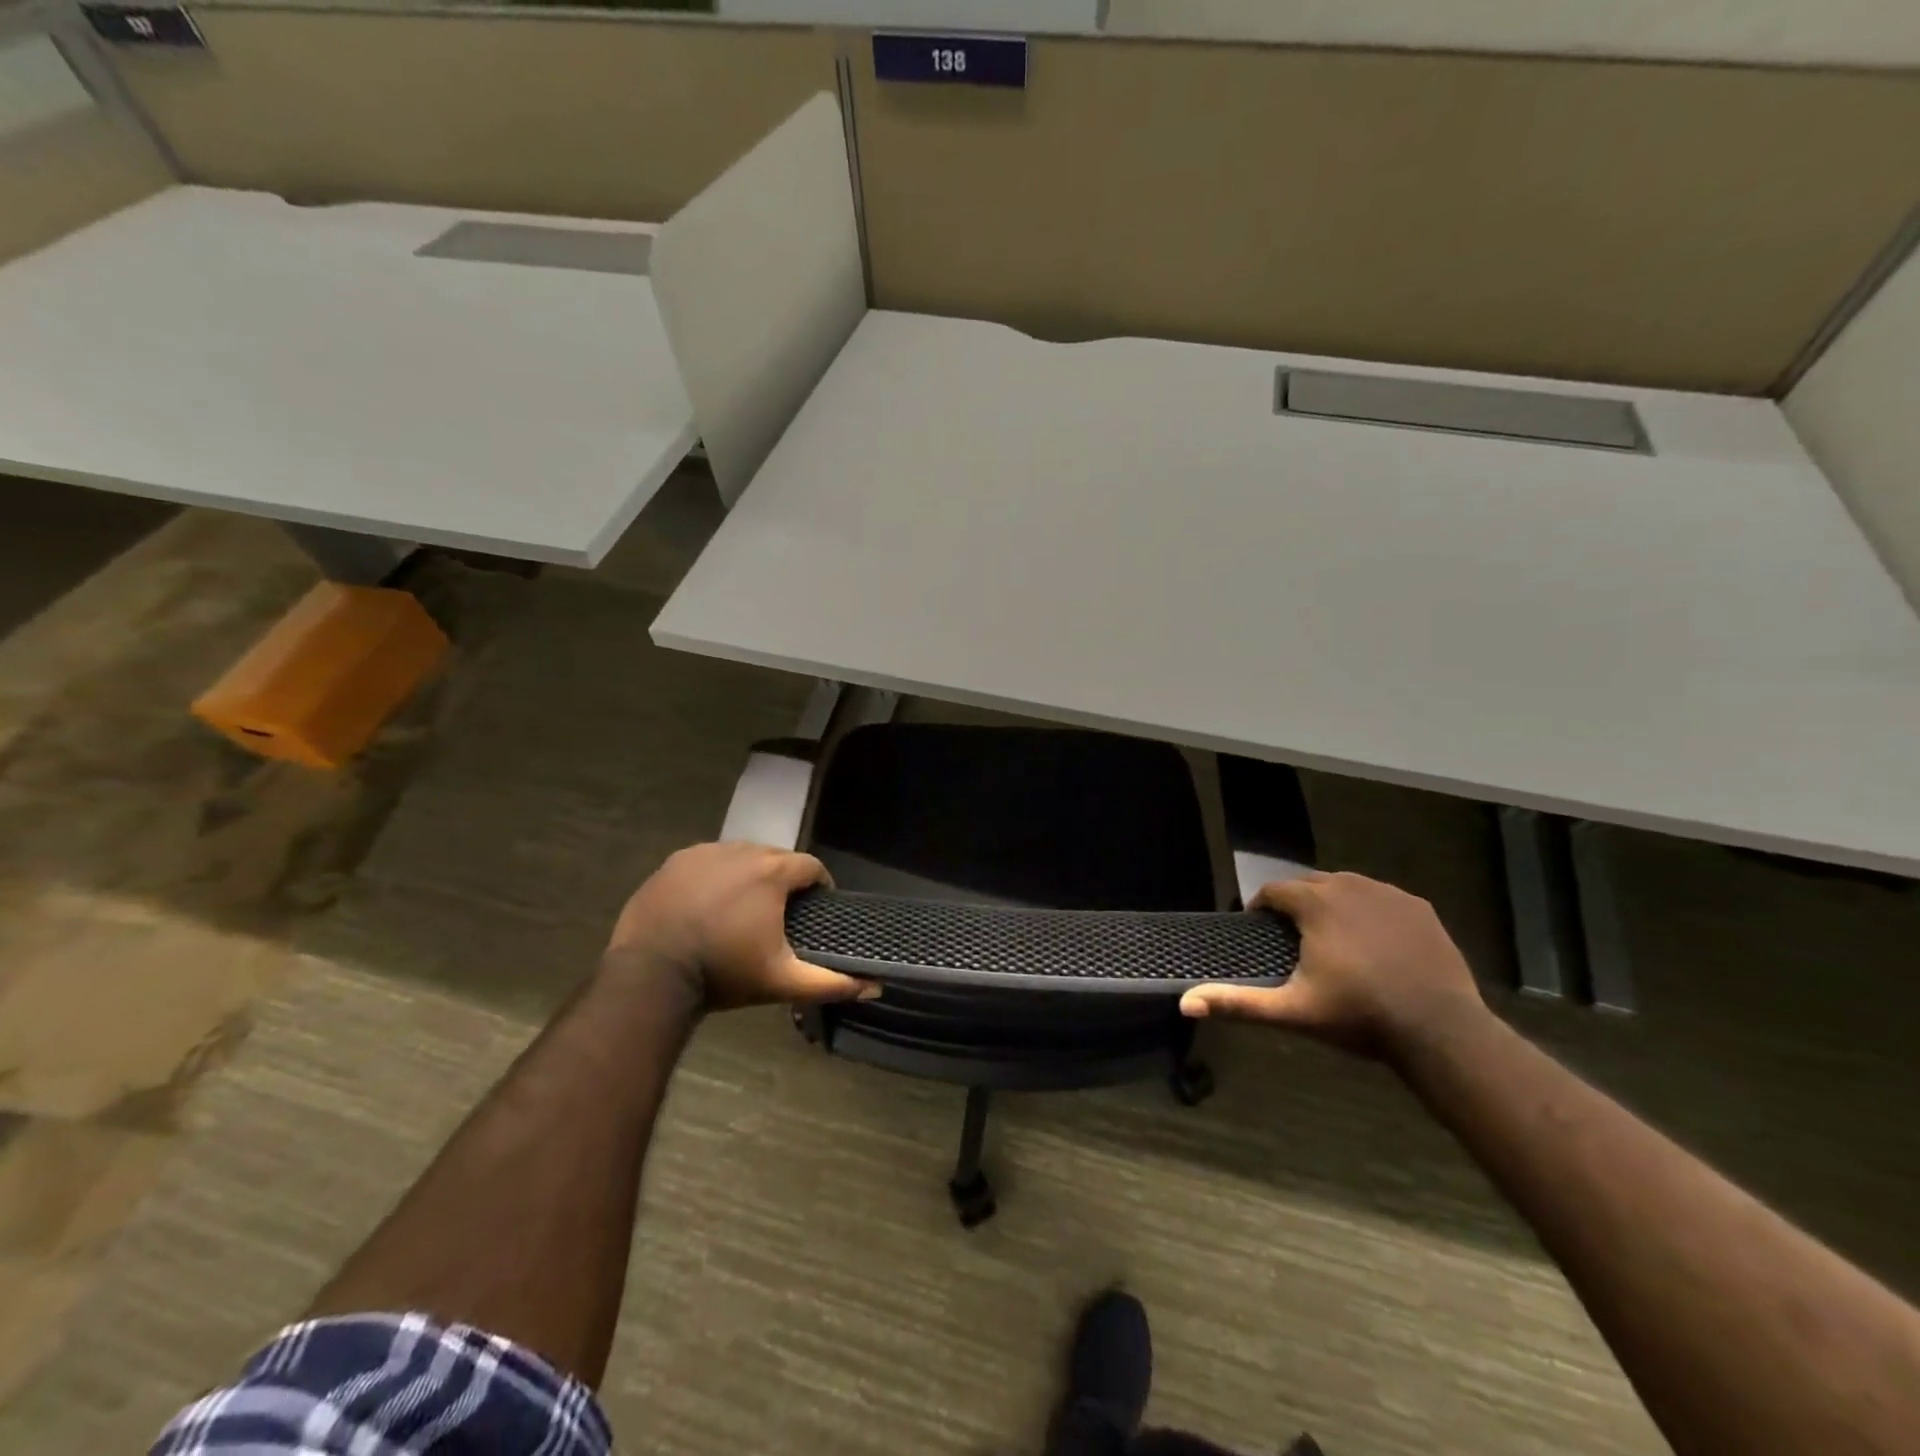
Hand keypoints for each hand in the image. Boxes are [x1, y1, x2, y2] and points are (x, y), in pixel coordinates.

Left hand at [605, 842, 876, 1011]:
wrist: (651, 976)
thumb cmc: (724, 973)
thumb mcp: (782, 981)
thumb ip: (830, 982)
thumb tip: (875, 986)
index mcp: (772, 872)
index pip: (810, 866)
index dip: (818, 886)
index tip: (815, 908)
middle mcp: (741, 851)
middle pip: (775, 857)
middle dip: (783, 879)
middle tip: (779, 913)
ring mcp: (704, 853)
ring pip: (740, 856)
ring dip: (749, 874)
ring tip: (743, 907)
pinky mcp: (675, 862)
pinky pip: (707, 861)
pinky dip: (715, 875)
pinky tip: (709, 903)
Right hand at [1180, 872, 1486, 1058]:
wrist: (1441, 1031)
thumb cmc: (1359, 1016)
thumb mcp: (1292, 1011)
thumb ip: (1237, 1003)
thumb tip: (1185, 1003)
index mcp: (1315, 903)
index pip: (1274, 890)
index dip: (1261, 907)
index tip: (1259, 929)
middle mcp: (1350, 886)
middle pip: (1310, 884)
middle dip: (1296, 904)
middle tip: (1293, 938)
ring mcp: (1389, 894)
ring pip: (1347, 888)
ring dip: (1332, 904)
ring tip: (1331, 938)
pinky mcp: (1419, 908)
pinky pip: (1381, 899)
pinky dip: (1369, 912)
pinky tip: (1373, 942)